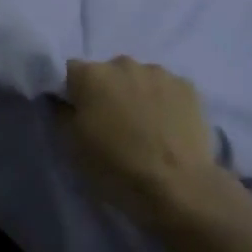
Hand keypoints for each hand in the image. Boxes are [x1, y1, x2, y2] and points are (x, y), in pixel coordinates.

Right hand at [56, 57, 234, 226]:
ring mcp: (160, 72)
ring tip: (146, 127)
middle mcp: (124, 64)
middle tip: (114, 123)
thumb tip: (63, 100)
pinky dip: (165, 102)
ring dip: (138, 94)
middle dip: (108, 91)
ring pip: (140, 78)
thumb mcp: (73, 147)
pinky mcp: (188, 86)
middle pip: (109, 72)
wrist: (177, 187)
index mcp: (92, 75)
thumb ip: (63, 114)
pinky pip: (168, 89)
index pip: (72, 72)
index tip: (80, 114)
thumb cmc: (116, 168)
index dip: (74, 92)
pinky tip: (169, 128)